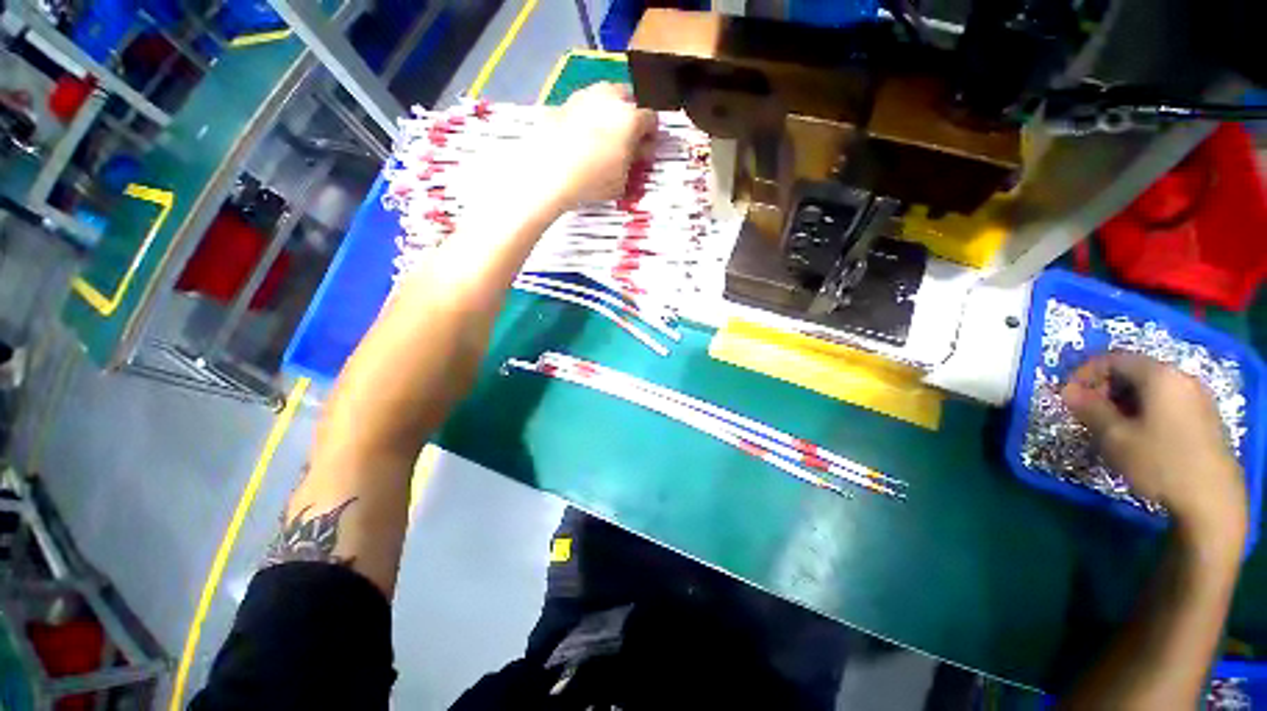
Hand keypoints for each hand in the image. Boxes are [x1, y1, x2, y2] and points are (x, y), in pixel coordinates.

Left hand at [528, 83, 655, 209]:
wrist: (550, 174)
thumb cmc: (593, 180)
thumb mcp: (623, 180)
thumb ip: (635, 161)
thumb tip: (638, 152)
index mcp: (631, 117)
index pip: (652, 119)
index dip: (651, 135)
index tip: (646, 148)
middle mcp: (610, 97)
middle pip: (627, 100)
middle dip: (629, 117)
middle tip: (624, 140)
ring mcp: (584, 95)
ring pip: (604, 99)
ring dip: (607, 114)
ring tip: (601, 139)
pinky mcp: (564, 102)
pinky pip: (583, 107)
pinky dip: (586, 118)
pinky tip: (580, 139)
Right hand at [1062, 353, 1245, 544]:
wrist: (1211, 501)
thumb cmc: (1159, 463)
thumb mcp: (1115, 437)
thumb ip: (1089, 409)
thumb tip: (1067, 391)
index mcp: (1159, 375)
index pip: (1113, 359)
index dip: (1084, 374)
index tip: (1068, 397)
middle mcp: (1181, 377)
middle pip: (1133, 371)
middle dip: (1105, 389)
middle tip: (1087, 413)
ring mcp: (1197, 398)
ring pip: (1150, 388)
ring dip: (1123, 402)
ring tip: (1110, 427)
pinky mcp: (1204, 417)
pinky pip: (1166, 402)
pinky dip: (1144, 411)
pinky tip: (1138, 436)